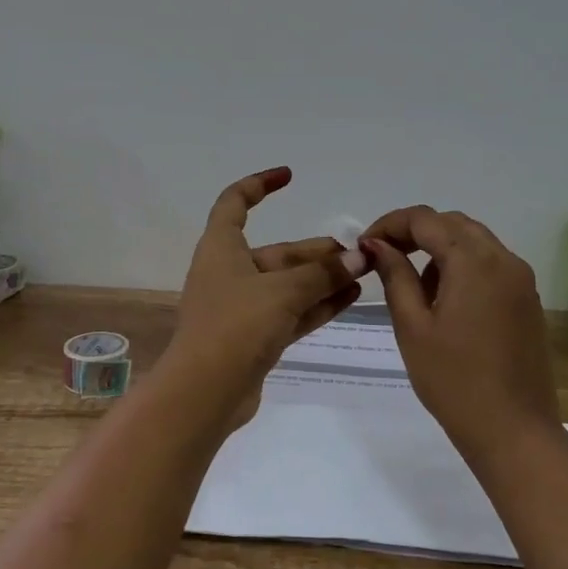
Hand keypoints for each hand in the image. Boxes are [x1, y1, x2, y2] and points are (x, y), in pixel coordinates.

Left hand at [168, 168, 367, 428]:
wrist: (205, 392)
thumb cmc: (236, 325)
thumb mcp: (282, 292)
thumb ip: (322, 274)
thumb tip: (358, 257)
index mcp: (221, 248)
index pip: (234, 202)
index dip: (259, 185)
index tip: (289, 176)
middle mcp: (228, 272)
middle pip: (276, 252)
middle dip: (315, 251)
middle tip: (357, 252)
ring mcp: (241, 307)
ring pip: (287, 284)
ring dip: (322, 279)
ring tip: (362, 272)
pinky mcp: (253, 337)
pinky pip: (290, 312)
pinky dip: (316, 304)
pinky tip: (350, 298)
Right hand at [360, 207, 560, 464]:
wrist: (514, 433)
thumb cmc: (454, 381)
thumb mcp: (412, 326)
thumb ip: (395, 276)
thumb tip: (377, 244)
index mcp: (473, 262)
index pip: (425, 220)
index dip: (390, 224)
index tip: (365, 245)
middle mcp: (503, 260)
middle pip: (453, 223)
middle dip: (416, 232)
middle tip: (384, 257)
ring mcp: (521, 280)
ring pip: (474, 241)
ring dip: (440, 248)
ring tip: (414, 285)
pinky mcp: (527, 301)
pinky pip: (491, 264)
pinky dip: (463, 266)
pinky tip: (445, 302)